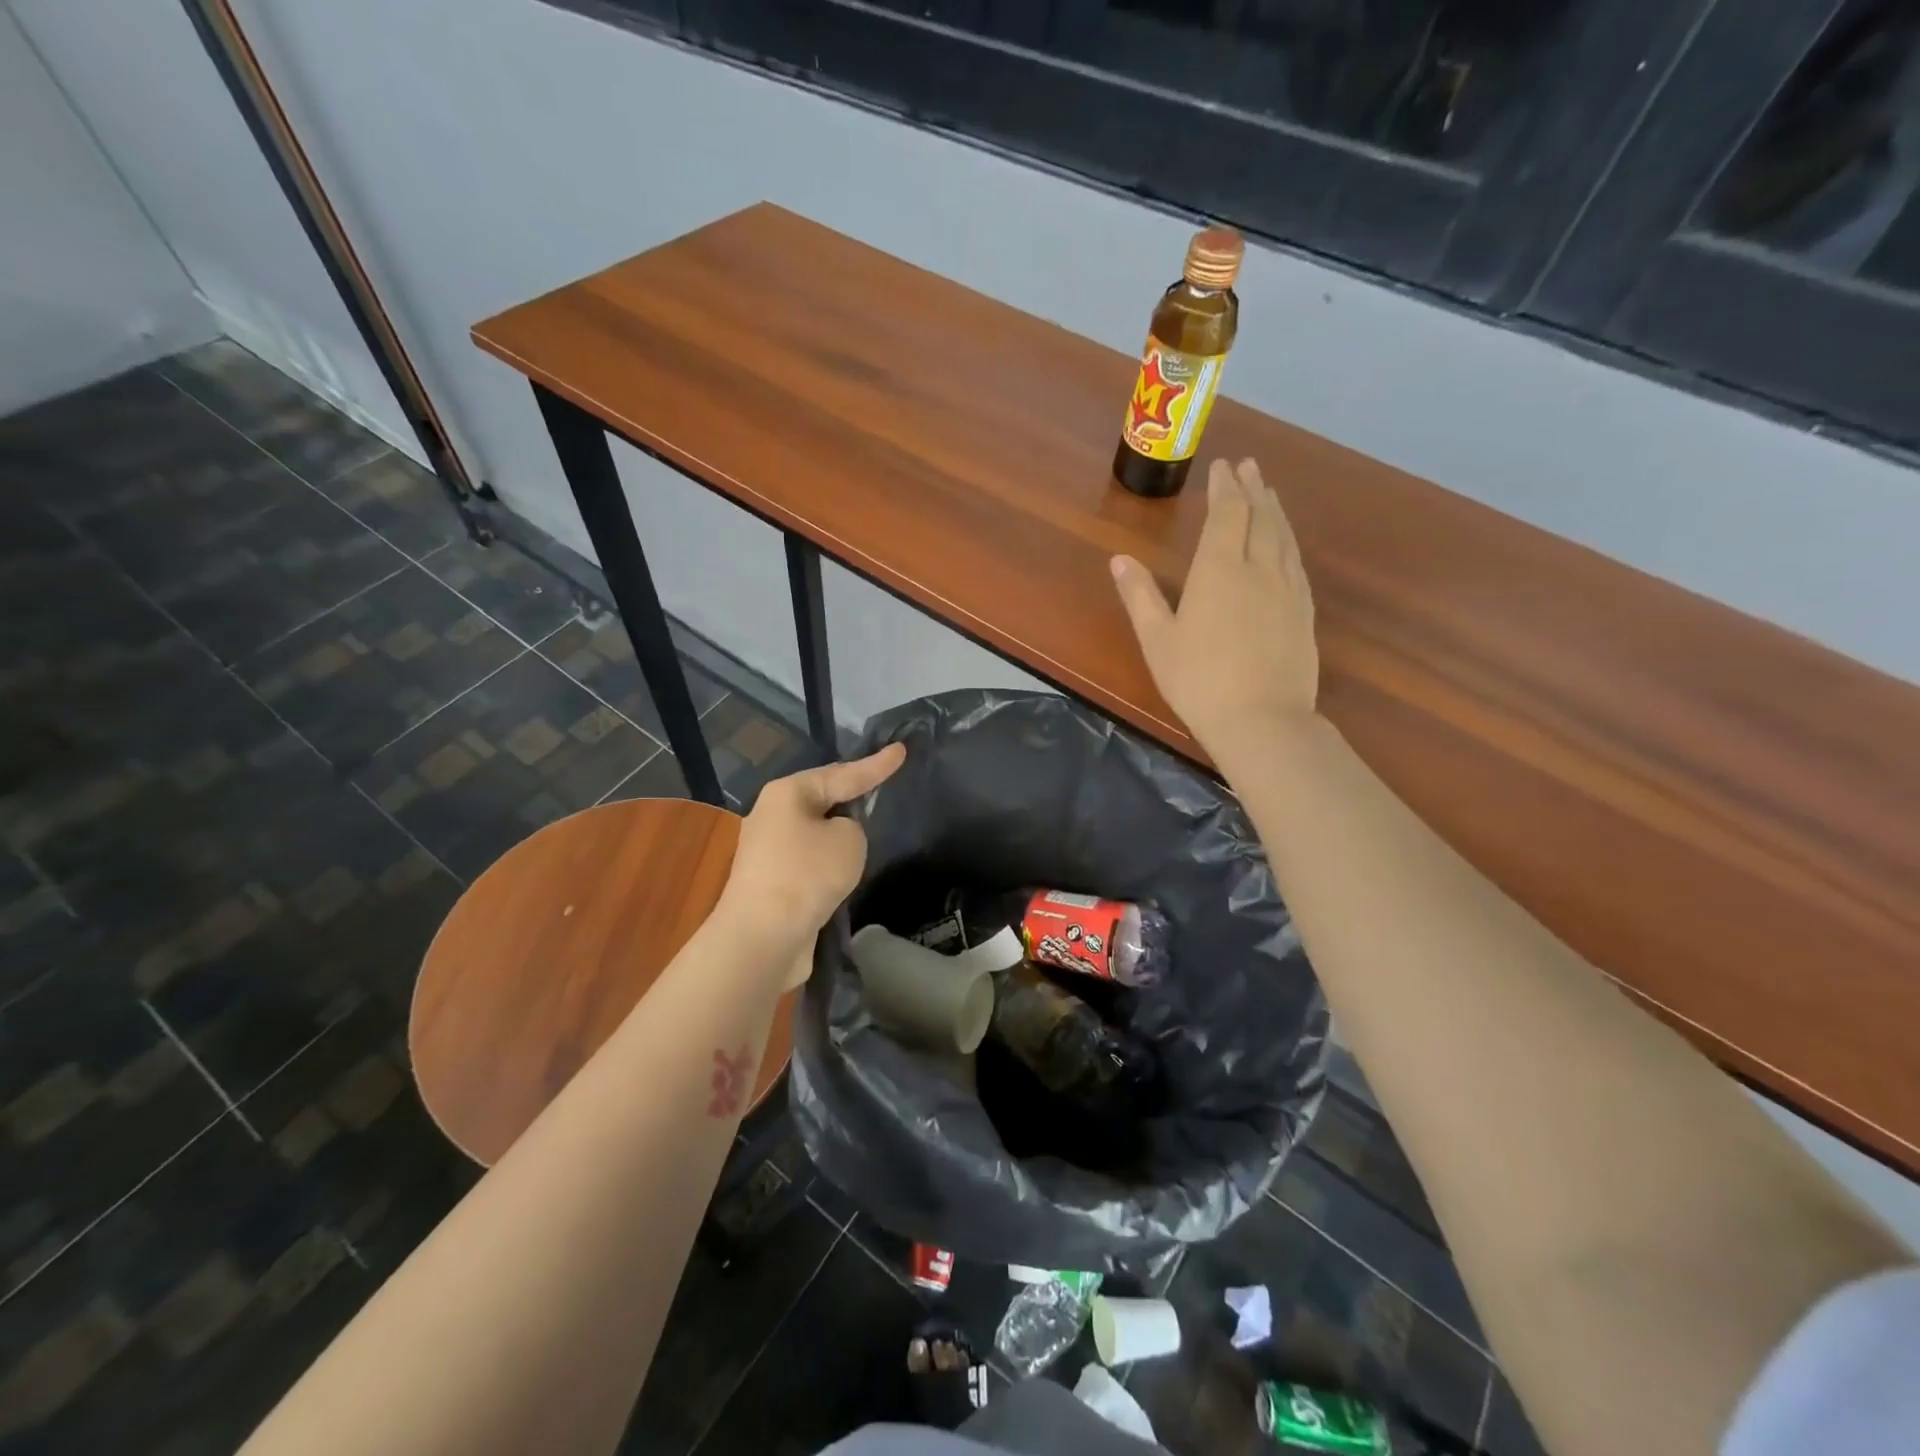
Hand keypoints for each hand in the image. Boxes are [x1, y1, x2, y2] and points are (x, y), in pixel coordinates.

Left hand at [716, 744, 906, 978]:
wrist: (762, 937)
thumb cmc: (807, 875)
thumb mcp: (849, 840)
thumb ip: (853, 828)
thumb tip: (836, 839)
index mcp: (788, 793)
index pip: (843, 773)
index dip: (876, 765)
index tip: (901, 750)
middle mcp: (773, 815)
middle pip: (823, 799)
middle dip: (851, 795)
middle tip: (881, 786)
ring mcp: (768, 851)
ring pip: (815, 832)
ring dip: (838, 835)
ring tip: (867, 832)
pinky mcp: (770, 883)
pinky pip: (809, 862)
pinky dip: (828, 863)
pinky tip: (844, 872)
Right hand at [1110, 458, 1318, 762]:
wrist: (1263, 720)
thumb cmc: (1198, 681)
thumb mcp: (1158, 640)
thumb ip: (1140, 596)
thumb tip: (1119, 559)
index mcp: (1219, 571)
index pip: (1227, 515)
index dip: (1225, 487)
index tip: (1222, 465)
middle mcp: (1259, 569)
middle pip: (1260, 518)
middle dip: (1252, 489)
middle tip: (1248, 466)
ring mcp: (1288, 590)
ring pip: (1283, 537)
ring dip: (1275, 510)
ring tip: (1268, 493)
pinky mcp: (1303, 613)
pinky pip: (1296, 563)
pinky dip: (1289, 541)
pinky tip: (1287, 545)